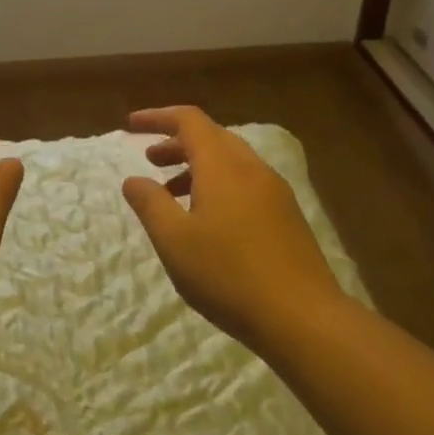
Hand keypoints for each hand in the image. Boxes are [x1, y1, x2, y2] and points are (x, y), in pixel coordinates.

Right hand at [122, 106, 349, 349]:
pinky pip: (245, 183)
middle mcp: (251, 168)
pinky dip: (218, 185)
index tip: (131, 126)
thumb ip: (150, 204)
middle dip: (177, 143)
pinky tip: (208, 220)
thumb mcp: (174, 241)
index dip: (158, 118)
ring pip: (230, 162)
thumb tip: (133, 179)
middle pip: (211, 137)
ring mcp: (274, 191)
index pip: (189, 121)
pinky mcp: (287, 215)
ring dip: (197, 167)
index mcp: (222, 165)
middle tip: (150, 160)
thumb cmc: (228, 275)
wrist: (302, 316)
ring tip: (171, 194)